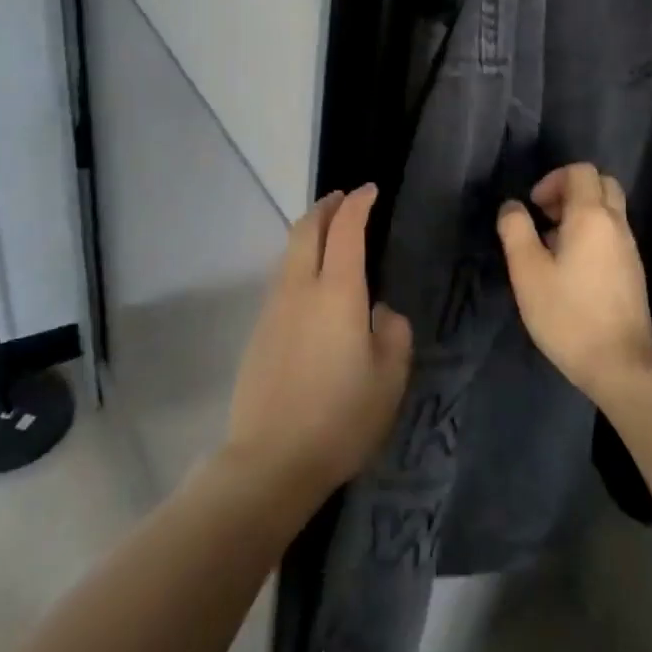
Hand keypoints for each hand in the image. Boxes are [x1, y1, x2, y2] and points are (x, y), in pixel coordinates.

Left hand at [226, 184, 411, 503]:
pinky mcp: (259, 332)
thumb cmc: (341, 418)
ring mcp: (273, 309)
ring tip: (328, 234)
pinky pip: (281, 279)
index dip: (357, 204)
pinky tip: (311, 282)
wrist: (271, 461)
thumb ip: (393, 334)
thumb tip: (380, 313)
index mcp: (336, 292)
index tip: (369, 190)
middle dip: (325, 207)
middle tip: (343, 198)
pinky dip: (298, 262)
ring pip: (288, 253)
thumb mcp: (389, 378)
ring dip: (308, 233)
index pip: (345, 230)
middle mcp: (299, 289)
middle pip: (305, 230)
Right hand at [497, 163, 651, 404]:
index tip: (534, 207)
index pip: (581, 171)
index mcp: (592, 216)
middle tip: (545, 217)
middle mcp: (616, 224)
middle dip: (571, 190)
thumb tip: (512, 206)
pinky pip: (612, 234)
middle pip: (601, 184)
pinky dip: (591, 234)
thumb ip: (516, 231)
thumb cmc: (567, 314)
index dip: (553, 179)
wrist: (618, 362)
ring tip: (552, 245)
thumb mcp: (527, 271)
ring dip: (580, 214)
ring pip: (609, 210)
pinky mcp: (633, 270)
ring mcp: (629, 248)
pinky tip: (570, 268)